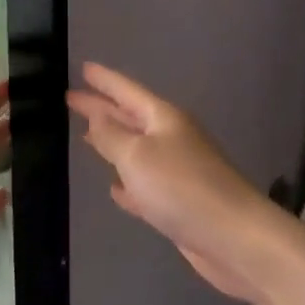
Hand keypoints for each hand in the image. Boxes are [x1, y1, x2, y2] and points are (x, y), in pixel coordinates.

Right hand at [66, 63, 272, 304]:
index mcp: (164, 119)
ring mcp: (176, 171)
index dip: (104, 80)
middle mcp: (171, 139)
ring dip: (112, 144)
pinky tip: (115, 189)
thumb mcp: (137, 155)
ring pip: (136, 151)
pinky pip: (144, 185)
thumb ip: (112, 135)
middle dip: (102, 109)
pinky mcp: (177, 204)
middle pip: (129, 118)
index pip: (127, 91)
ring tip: (86, 137)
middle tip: (71, 99)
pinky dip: (127, 184)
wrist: (233, 237)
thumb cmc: (181, 187)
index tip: (83, 67)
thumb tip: (97, 116)